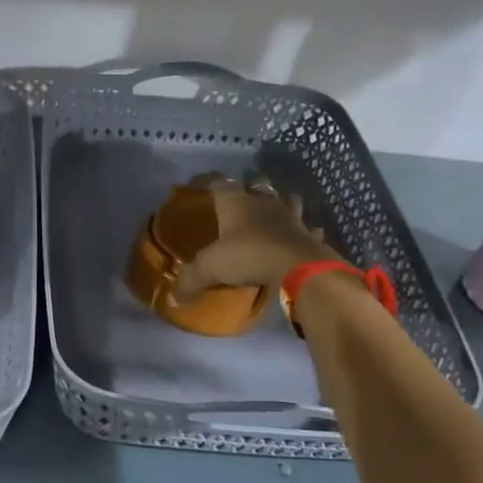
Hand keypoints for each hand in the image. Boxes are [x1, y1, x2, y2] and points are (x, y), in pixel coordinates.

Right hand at [171, 177, 340, 299]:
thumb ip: (190, 280)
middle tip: (242, 199)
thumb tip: (172, 299)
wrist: (300, 267)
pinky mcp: (310, 235)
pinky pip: (308, 229)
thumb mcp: (210, 268)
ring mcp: (291, 217)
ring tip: (273, 213)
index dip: (211, 183)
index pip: (220, 183)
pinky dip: (305, 232)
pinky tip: (302, 237)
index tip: (206, 188)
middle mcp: (264, 202)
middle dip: (250, 188)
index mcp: (236, 202)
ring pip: (287, 200)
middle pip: (257, 184)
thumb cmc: (249, 256)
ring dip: (281, 204)